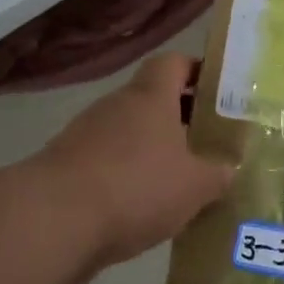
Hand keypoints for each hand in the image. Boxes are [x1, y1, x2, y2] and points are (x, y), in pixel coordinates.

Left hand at [34, 53, 232, 275]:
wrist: (53, 221)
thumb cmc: (136, 186)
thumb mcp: (194, 186)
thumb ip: (217, 174)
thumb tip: (229, 168)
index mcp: (150, 96)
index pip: (173, 63)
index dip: (196, 70)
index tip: (217, 90)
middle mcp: (116, 106)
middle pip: (151, 99)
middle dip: (179, 118)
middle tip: (207, 141)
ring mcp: (86, 135)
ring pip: (128, 133)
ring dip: (151, 150)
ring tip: (178, 180)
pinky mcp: (66, 167)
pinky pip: (106, 162)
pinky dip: (125, 177)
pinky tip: (142, 208)